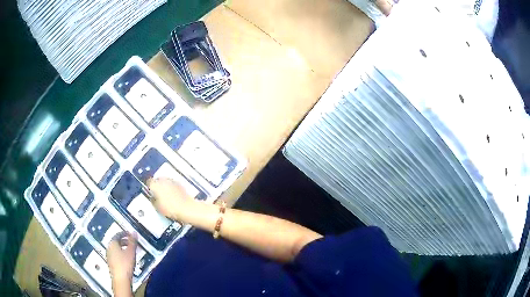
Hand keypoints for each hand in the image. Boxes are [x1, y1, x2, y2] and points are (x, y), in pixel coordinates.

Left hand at [107, 232, 136, 290]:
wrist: (120, 279)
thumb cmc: (125, 264)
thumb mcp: (131, 252)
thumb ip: (133, 242)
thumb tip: (134, 232)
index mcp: (112, 243)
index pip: (118, 235)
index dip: (124, 233)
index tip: (130, 234)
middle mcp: (109, 248)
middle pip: (116, 241)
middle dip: (124, 241)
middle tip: (132, 242)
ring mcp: (109, 256)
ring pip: (116, 248)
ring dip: (122, 248)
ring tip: (130, 251)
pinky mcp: (110, 263)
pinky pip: (115, 254)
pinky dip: (121, 253)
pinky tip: (126, 259)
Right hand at [147, 177, 199, 221]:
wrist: (186, 209)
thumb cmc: (171, 208)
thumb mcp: (157, 207)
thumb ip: (153, 200)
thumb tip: (153, 199)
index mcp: (155, 185)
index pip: (148, 182)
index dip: (148, 187)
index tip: (149, 191)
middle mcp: (163, 180)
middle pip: (157, 180)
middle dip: (156, 185)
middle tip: (157, 194)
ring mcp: (172, 181)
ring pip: (165, 181)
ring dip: (164, 185)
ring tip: (165, 195)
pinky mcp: (179, 183)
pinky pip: (172, 183)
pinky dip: (171, 187)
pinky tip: (172, 195)